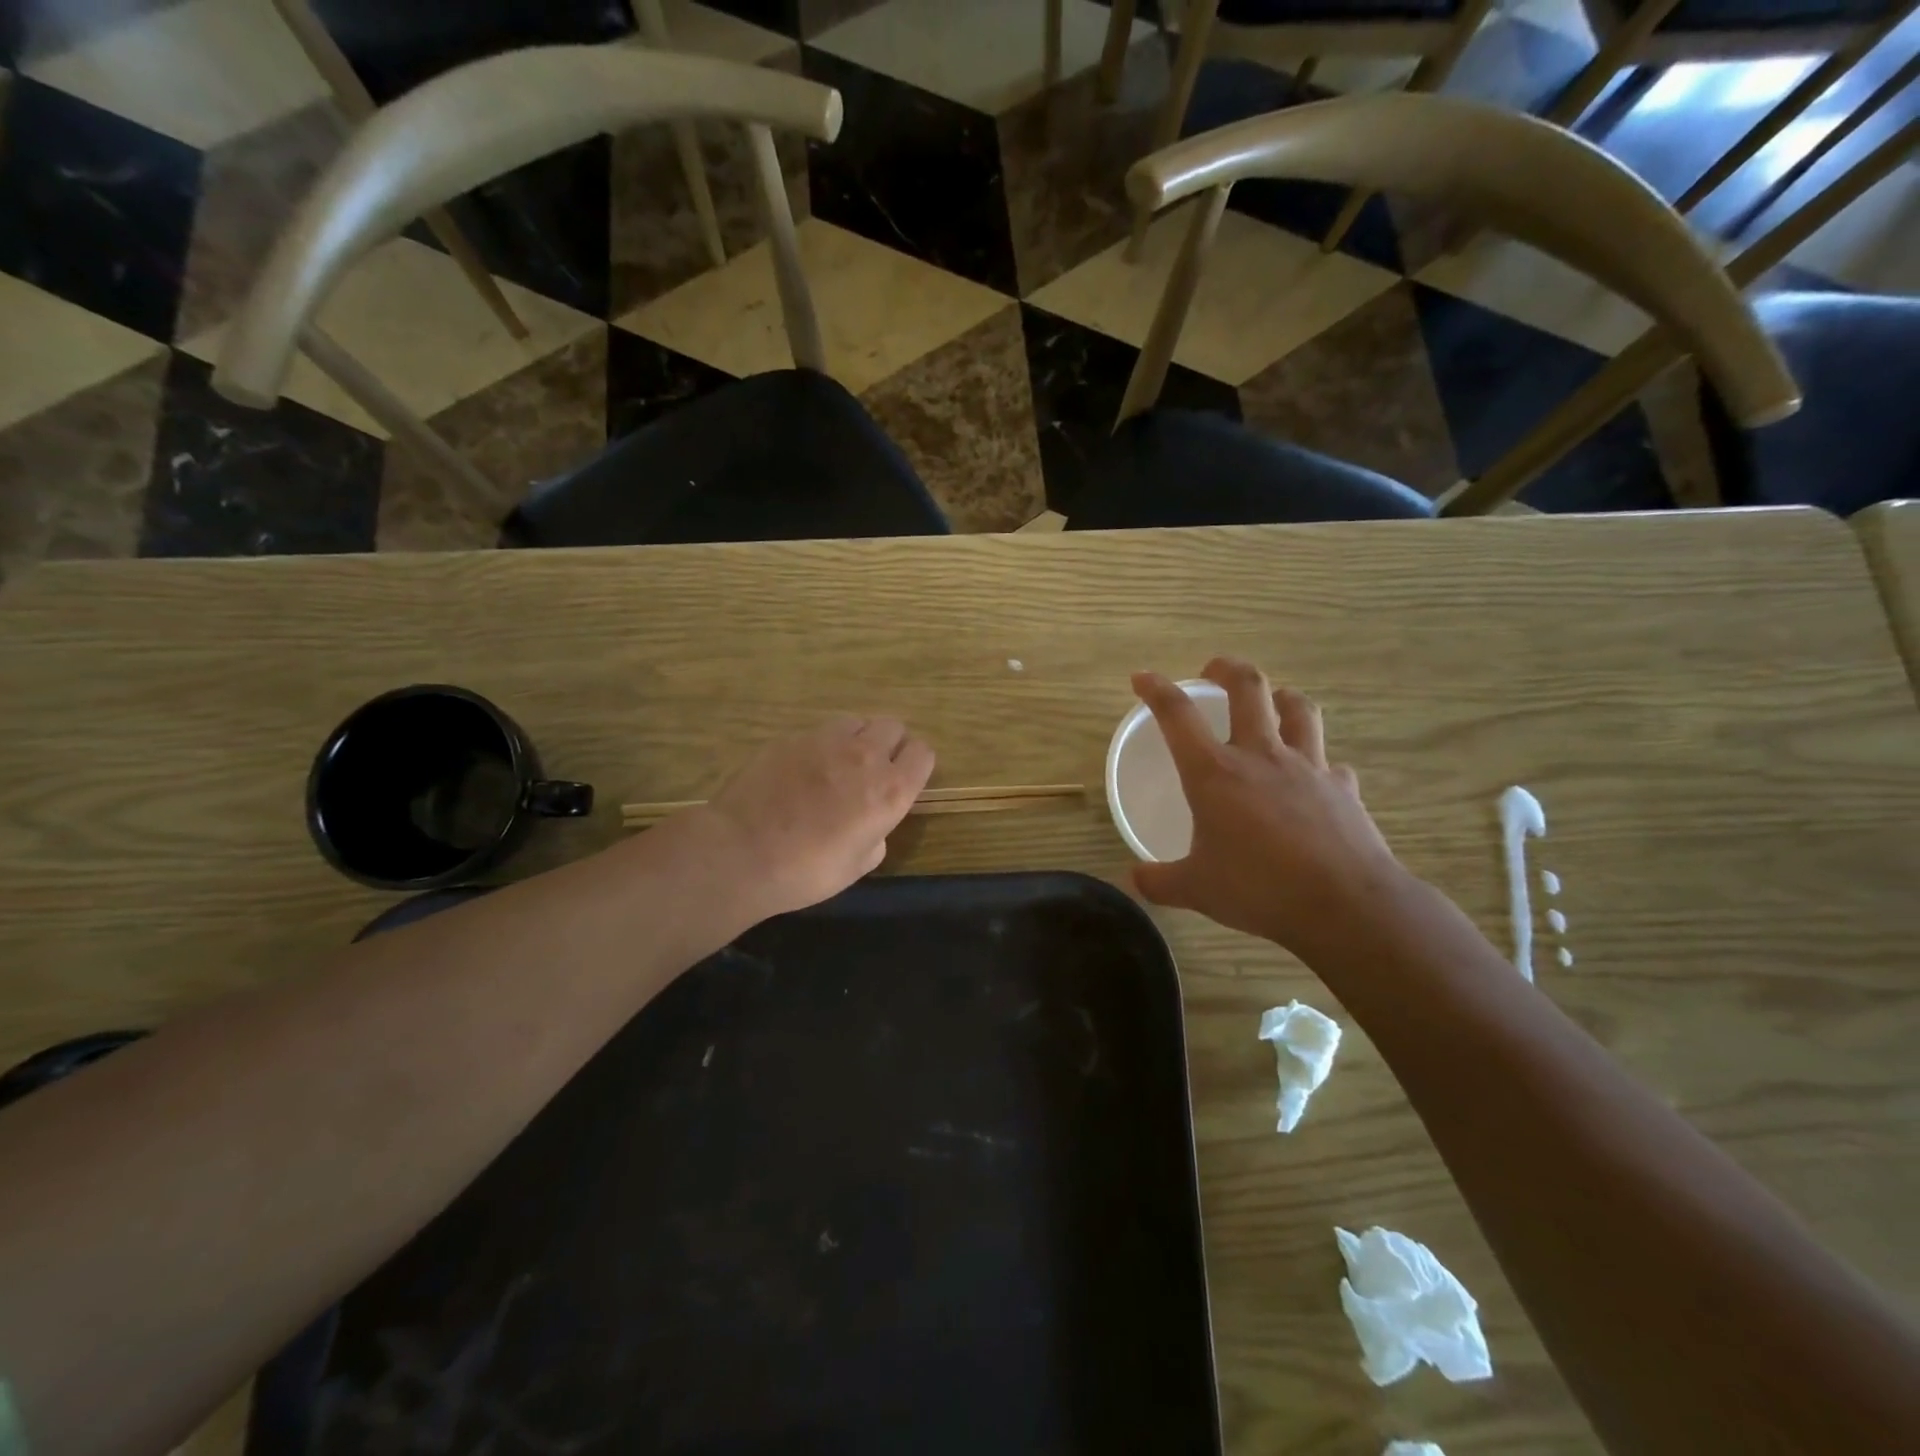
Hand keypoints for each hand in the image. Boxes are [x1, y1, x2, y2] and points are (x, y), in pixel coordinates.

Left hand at [694, 715, 934, 923]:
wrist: (741, 852)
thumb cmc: (806, 871)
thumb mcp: (857, 867)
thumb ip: (876, 836)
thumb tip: (871, 824)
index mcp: (890, 791)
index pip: (923, 753)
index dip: (916, 764)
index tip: (905, 779)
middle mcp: (865, 756)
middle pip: (893, 726)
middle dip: (890, 744)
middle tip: (872, 770)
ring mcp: (825, 741)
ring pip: (856, 722)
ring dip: (856, 738)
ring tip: (838, 763)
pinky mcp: (791, 738)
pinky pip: (819, 732)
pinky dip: (820, 746)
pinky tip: (801, 770)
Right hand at [1130, 658, 1411, 955]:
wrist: (1344, 905)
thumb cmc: (1259, 888)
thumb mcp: (1196, 890)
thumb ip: (1159, 881)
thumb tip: (1135, 878)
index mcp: (1215, 773)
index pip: (1177, 715)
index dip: (1156, 689)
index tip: (1142, 678)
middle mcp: (1261, 756)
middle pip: (1248, 688)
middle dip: (1227, 668)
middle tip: (1213, 670)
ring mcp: (1308, 767)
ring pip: (1298, 710)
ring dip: (1281, 697)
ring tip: (1271, 702)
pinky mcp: (1343, 788)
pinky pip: (1331, 763)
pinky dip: (1319, 763)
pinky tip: (1314, 778)